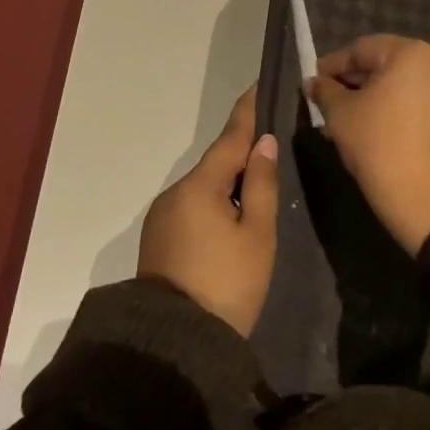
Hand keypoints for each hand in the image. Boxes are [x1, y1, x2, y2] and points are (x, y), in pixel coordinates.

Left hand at [138, 88, 278, 335]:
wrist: (175, 343)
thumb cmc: (227, 284)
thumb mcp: (257, 234)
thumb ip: (261, 184)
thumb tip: (262, 143)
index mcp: (200, 186)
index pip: (229, 138)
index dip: (246, 112)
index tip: (258, 86)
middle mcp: (175, 193)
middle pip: (215, 165)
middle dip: (240, 155)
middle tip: (271, 148)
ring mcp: (162, 217)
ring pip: (203, 188)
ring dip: (227, 184)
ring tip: (257, 191)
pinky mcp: (158, 240)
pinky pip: (192, 208)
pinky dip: (213, 204)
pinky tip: (230, 219)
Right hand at [308, 35, 429, 255]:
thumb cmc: (381, 146)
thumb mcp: (341, 116)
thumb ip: (325, 91)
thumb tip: (313, 82)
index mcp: (410, 52)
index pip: (361, 48)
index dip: (332, 65)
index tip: (312, 83)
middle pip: (383, 63)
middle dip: (352, 82)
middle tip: (325, 103)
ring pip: (399, 84)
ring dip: (370, 97)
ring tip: (344, 120)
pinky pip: (415, 101)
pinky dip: (392, 109)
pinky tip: (371, 130)